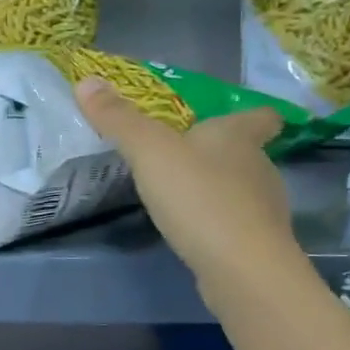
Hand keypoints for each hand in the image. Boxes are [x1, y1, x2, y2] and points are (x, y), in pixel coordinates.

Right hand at [74, 77, 293, 281]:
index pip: (261, 117)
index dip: (251, 115)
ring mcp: (263, 210)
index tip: (234, 118)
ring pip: (242, 190)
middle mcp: (259, 167)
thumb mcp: (149, 151)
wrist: (242, 270)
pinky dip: (217, 224)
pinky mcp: (258, 246)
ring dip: (216, 190)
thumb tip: (86, 80)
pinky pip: (235, 225)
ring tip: (181, 196)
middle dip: (220, 153)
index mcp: (238, 137)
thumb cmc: (199, 197)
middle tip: (183, 157)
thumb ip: (118, 119)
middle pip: (247, 153)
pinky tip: (192, 232)